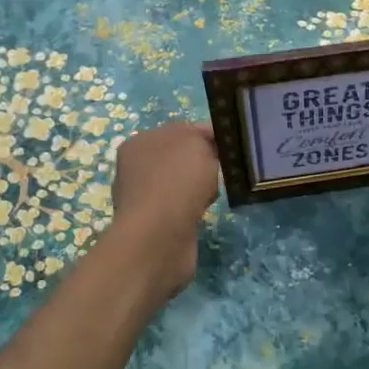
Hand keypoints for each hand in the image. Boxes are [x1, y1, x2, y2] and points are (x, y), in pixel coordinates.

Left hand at [108, 121, 220, 296]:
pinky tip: (203, 212)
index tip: (232, 144)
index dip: (208, 134)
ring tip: (215, 193)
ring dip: (200, 187)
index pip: (181, 130)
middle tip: (225, 168)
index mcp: (140, 142)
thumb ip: (202, 137)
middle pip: (181, 157)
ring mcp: (144, 197)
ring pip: (182, 183)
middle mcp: (136, 168)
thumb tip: (207, 145)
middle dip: (204, 162)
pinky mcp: (154, 224)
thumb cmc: (177, 182)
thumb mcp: (195, 143)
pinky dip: (194, 208)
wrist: (159, 238)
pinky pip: (182, 207)